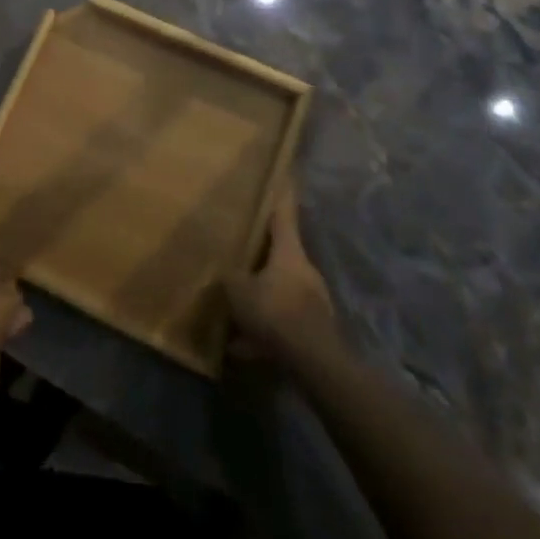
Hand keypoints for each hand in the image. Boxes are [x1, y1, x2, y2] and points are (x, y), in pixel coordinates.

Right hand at [224, 183, 337, 369]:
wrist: (313, 363)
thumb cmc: (275, 312)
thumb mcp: (239, 290)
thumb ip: (230, 277)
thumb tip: (226, 272)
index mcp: (289, 252)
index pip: (284, 214)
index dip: (281, 194)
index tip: (285, 175)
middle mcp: (305, 271)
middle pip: (281, 255)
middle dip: (262, 257)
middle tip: (242, 254)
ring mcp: (313, 302)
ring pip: (280, 291)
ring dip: (261, 298)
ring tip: (235, 312)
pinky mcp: (313, 330)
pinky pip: (282, 322)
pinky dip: (264, 330)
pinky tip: (243, 347)